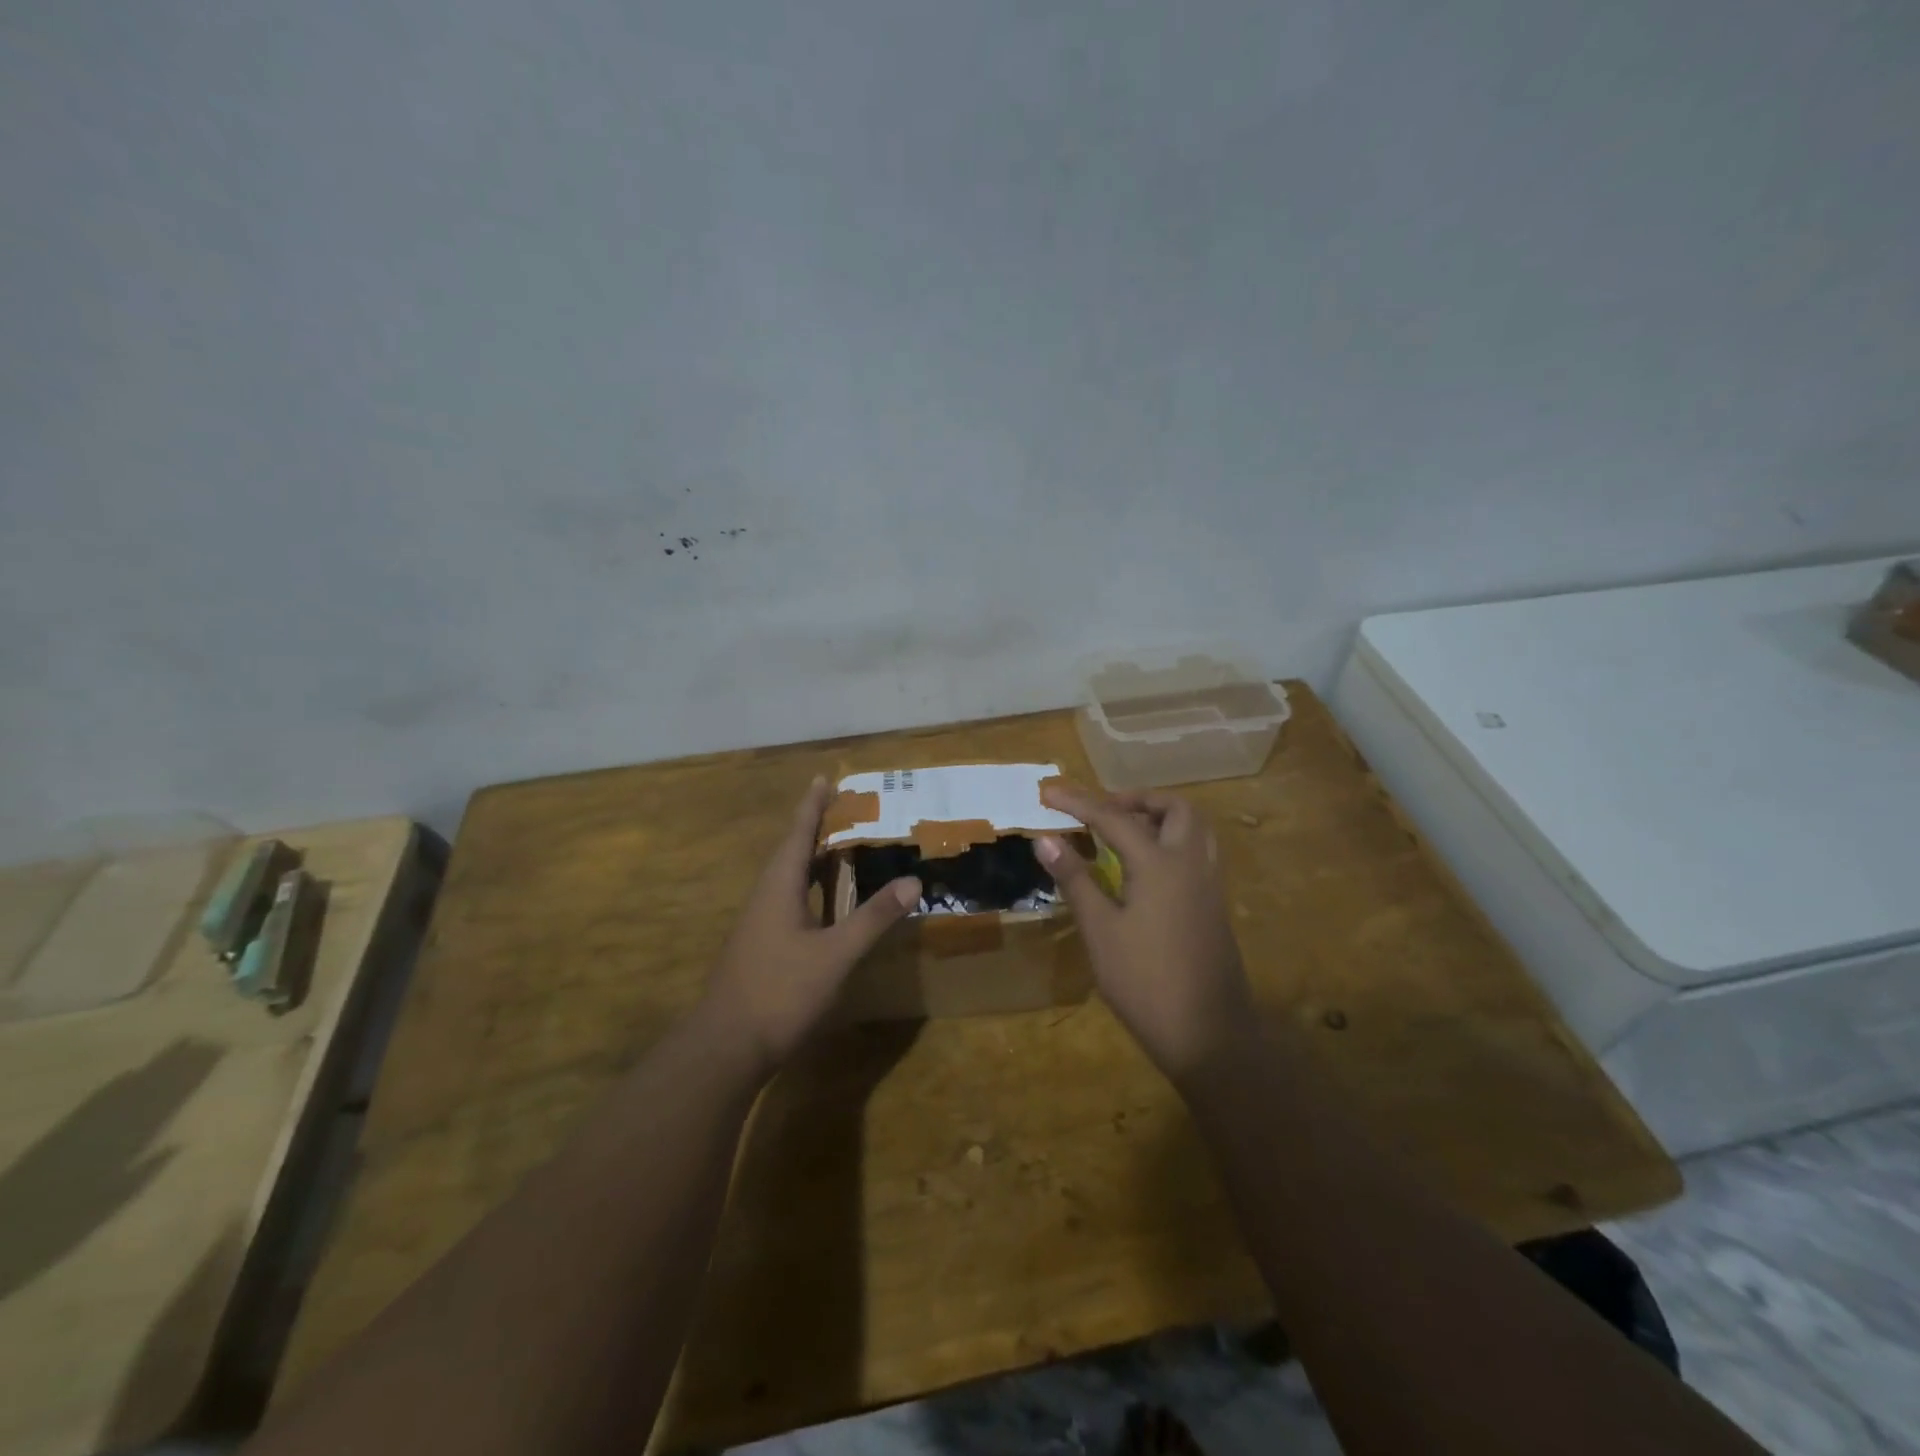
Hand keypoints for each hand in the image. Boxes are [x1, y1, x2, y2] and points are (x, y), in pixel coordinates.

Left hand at [698, 776, 920, 1079]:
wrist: (725, 1048)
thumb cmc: (780, 992)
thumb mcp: (834, 955)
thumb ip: (872, 918)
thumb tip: (912, 881)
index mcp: (779, 887)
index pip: (798, 833)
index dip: (813, 806)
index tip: (824, 777)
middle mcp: (766, 897)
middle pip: (792, 851)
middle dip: (817, 828)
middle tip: (847, 809)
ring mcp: (759, 924)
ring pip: (789, 879)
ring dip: (814, 859)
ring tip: (843, 848)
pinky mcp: (761, 947)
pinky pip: (790, 901)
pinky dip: (812, 889)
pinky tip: (827, 904)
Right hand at [1035, 784, 1255, 1084]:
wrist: (1209, 1035)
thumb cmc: (1145, 982)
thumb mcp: (1100, 931)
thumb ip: (1075, 879)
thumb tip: (1045, 839)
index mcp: (1160, 864)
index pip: (1113, 817)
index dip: (1077, 802)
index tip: (1047, 792)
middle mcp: (1191, 863)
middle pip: (1174, 808)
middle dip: (1136, 800)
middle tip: (1103, 811)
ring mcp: (1209, 885)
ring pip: (1195, 828)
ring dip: (1161, 817)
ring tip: (1125, 831)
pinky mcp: (1215, 906)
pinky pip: (1199, 852)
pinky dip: (1173, 840)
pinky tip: (1147, 868)